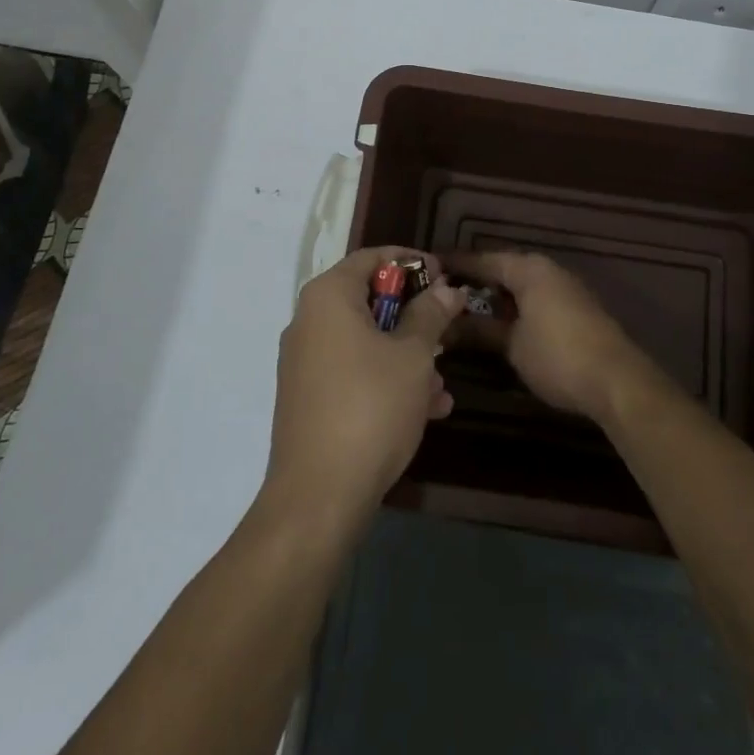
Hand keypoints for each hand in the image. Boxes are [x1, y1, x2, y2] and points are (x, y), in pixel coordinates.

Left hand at [261, 247, 462, 536]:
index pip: (371, 257)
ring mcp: (305, 362)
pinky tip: (427, 409)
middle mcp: (309, 321)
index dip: (411, 262)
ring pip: (365, 341)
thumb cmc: (370, 407)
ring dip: (407, 354)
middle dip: (414, 315)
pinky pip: (354, 372)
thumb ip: (431, 315)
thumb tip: (447, 288)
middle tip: (448, 329)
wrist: (318, 497)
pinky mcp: (309, 398)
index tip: (444, 276)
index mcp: (328, 297)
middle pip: (369, 299)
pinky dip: (387, 380)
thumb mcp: (412, 356)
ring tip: (442, 383)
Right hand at [443, 250, 654, 424]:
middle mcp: (546, 270)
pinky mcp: (574, 310)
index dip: (454, 264)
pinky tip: (496, 323)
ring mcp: (563, 289)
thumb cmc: (558, 356)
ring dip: (493, 297)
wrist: (617, 381)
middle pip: (502, 269)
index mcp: (528, 268)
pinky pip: (533, 298)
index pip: (482, 259)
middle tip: (440, 293)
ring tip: (462, 310)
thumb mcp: (512, 345)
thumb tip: (447, 326)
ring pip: (518, 285)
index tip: (427, 267)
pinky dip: (512, 307)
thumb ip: (479, 330)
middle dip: (473, 281)